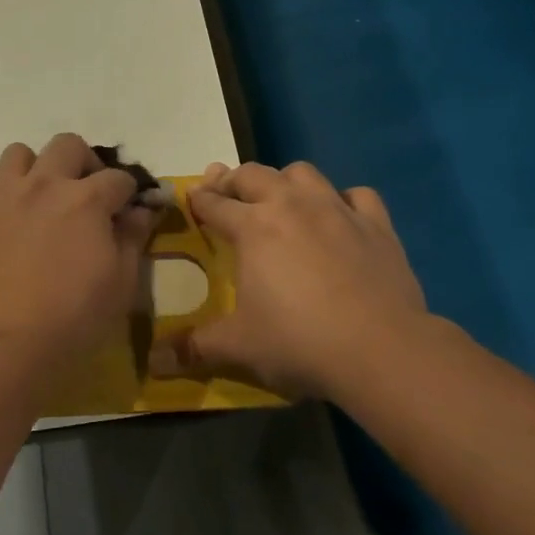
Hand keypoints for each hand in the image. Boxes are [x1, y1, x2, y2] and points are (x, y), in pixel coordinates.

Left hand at [0, 135, 154, 368]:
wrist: (3, 341)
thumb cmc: (73, 316)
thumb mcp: (121, 283)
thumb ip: (132, 238)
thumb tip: (141, 210)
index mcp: (86, 199)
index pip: (118, 178)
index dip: (128, 192)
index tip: (127, 210)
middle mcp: (44, 184)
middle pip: (68, 146)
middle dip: (84, 163)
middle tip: (85, 193)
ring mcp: (3, 194)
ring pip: (20, 153)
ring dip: (36, 168)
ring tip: (40, 198)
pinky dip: (7, 195)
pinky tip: (12, 225)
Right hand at [151, 161, 466, 399]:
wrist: (380, 348)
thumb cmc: (299, 341)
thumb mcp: (239, 346)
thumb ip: (195, 347)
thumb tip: (154, 362)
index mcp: (252, 227)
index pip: (214, 203)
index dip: (198, 200)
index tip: (191, 200)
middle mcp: (291, 205)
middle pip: (253, 174)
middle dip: (233, 180)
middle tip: (226, 194)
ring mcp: (336, 209)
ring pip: (304, 173)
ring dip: (286, 181)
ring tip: (282, 200)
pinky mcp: (376, 224)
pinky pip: (358, 195)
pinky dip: (345, 201)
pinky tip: (341, 218)